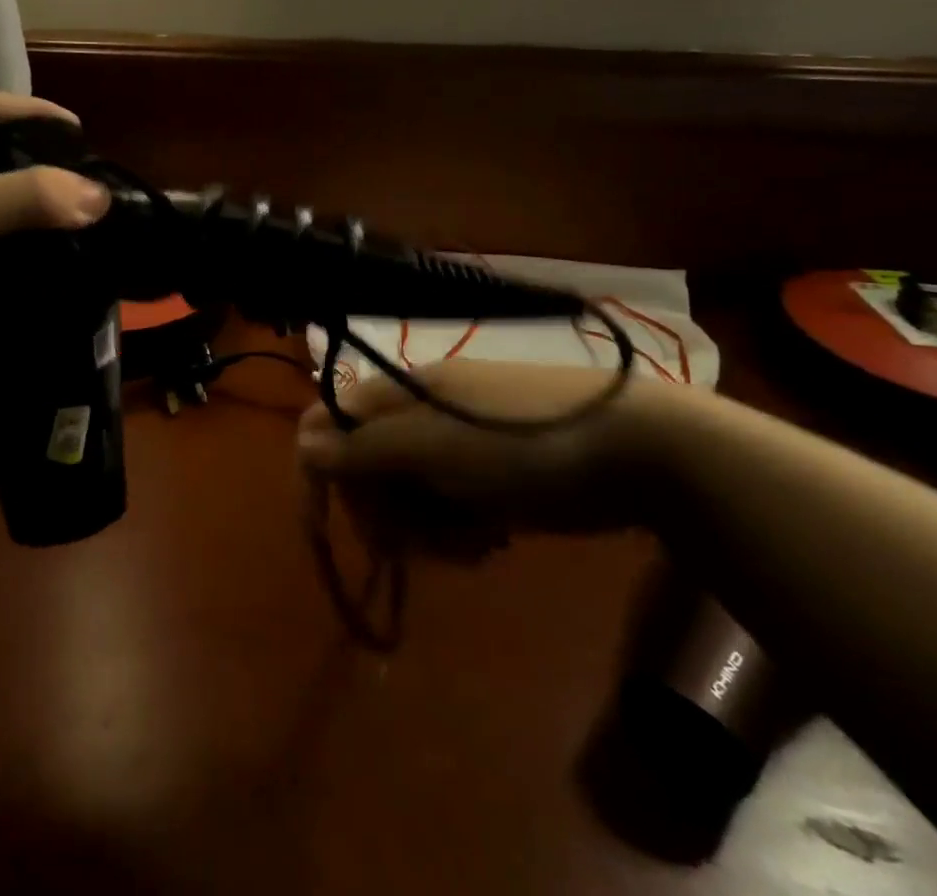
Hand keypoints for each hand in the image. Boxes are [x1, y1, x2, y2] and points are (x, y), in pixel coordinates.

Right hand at [296, 360, 672, 558]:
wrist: (636, 450)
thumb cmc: (524, 442)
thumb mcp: (435, 446)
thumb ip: (365, 446)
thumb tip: (301, 444)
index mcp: (400, 393)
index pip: (329, 421)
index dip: (319, 471)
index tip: (323, 528)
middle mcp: (419, 414)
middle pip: (366, 469)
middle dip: (385, 513)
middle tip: (415, 543)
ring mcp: (455, 445)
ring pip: (407, 497)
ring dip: (427, 530)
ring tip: (472, 541)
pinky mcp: (487, 475)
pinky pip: (447, 509)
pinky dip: (459, 531)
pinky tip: (492, 537)